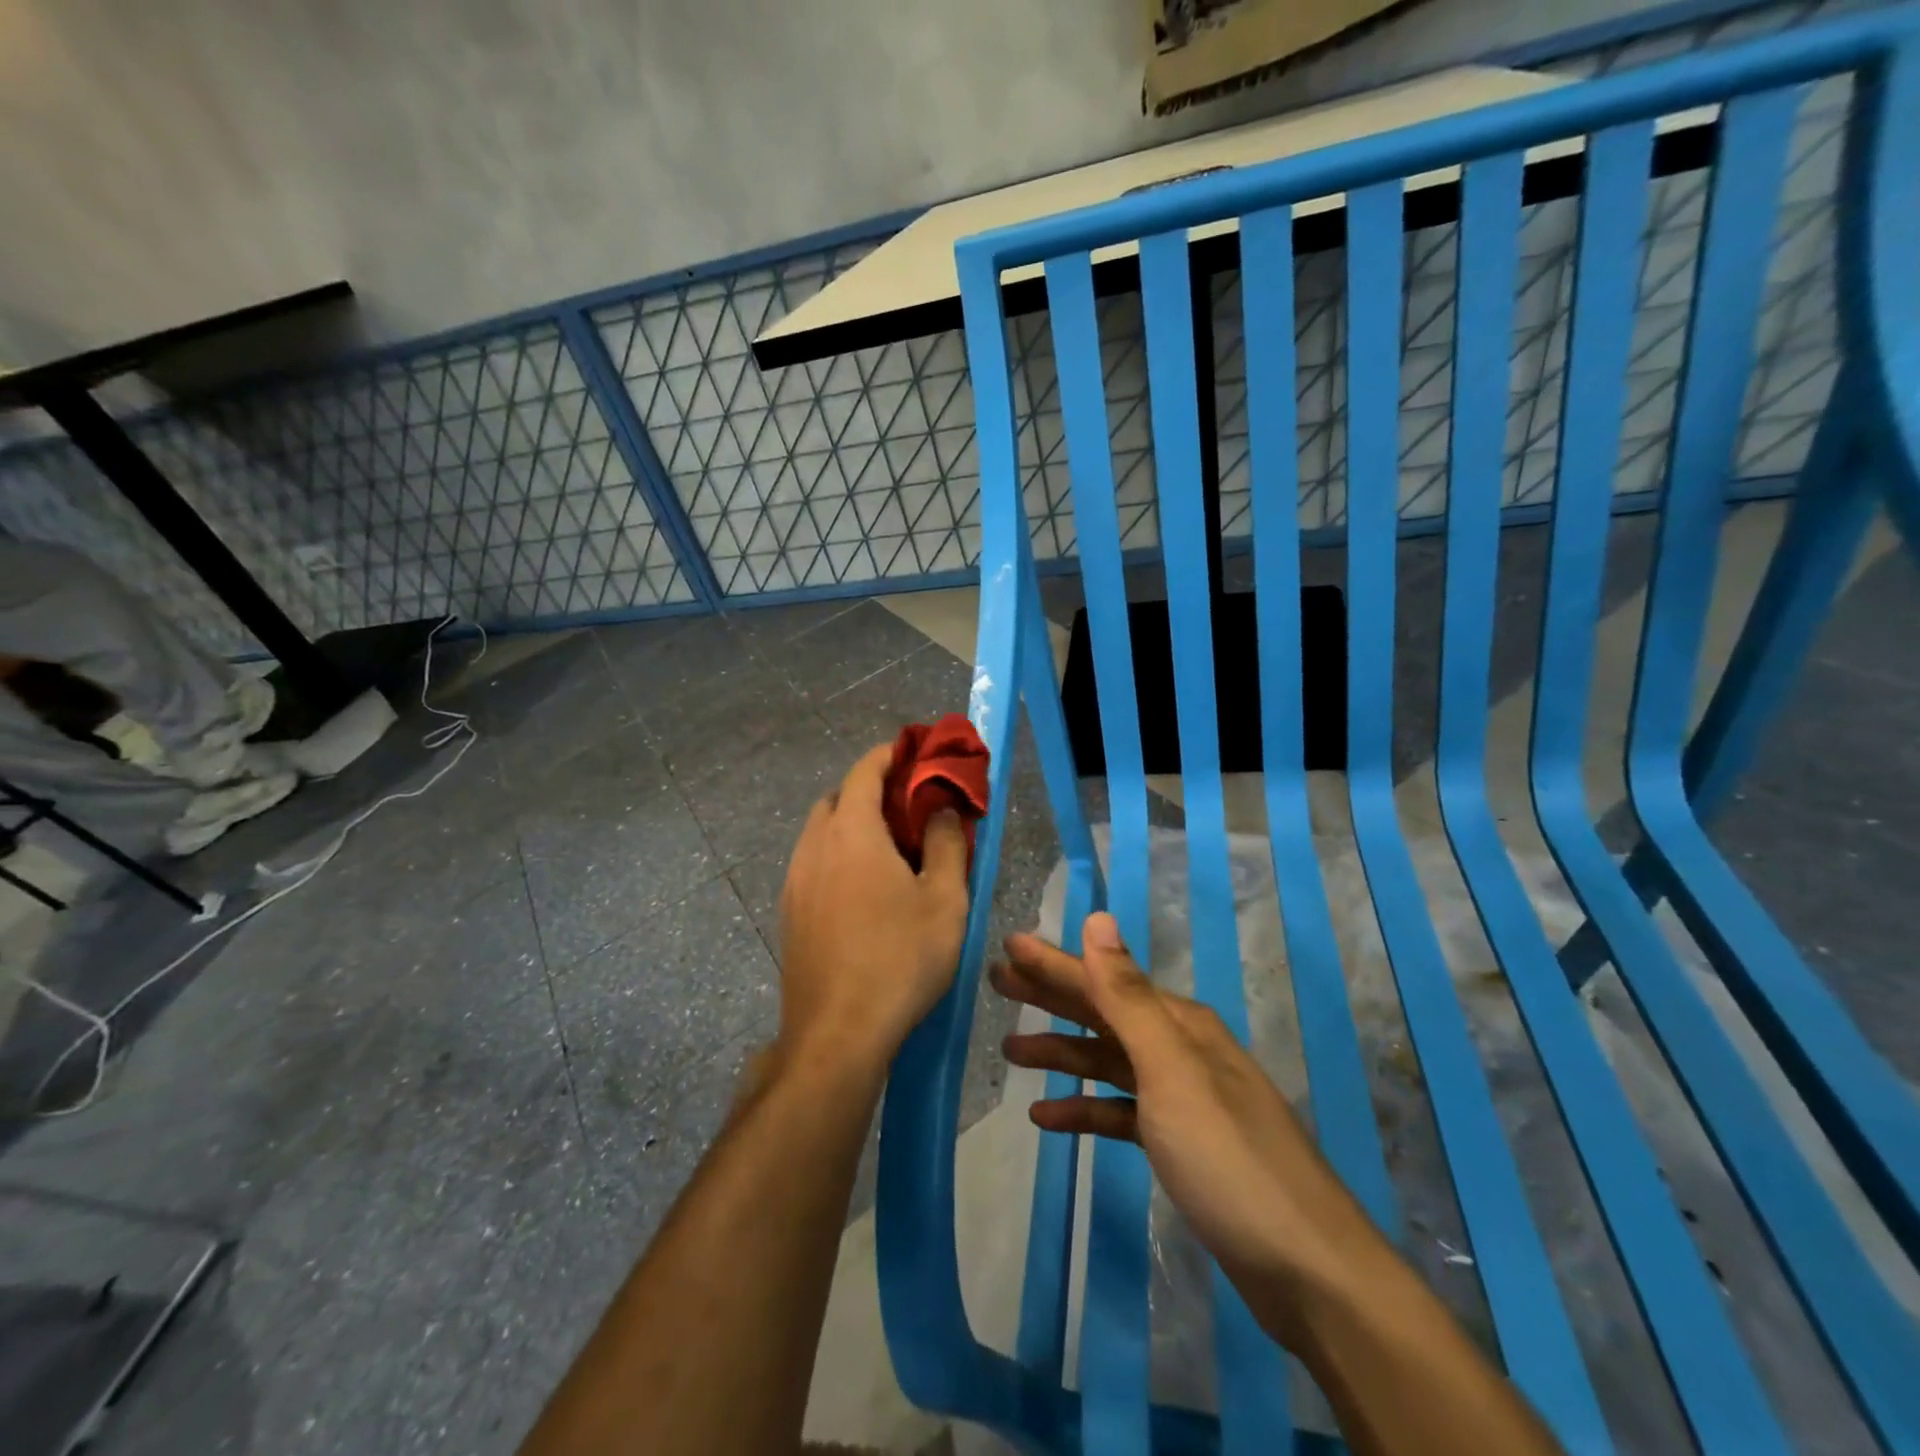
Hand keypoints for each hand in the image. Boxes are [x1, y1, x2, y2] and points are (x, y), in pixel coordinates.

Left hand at [778, 743, 970, 1068]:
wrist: (837, 1033)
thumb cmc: (900, 959)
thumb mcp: (944, 900)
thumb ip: (947, 844)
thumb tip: (942, 809)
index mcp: (852, 832)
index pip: (864, 771)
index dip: (889, 755)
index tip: (913, 752)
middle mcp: (814, 846)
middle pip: (838, 798)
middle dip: (870, 790)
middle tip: (909, 806)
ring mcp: (795, 881)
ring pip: (821, 831)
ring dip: (851, 823)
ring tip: (889, 848)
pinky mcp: (789, 912)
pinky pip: (813, 863)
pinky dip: (837, 854)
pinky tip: (863, 888)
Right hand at [995, 913, 1369, 1329]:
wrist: (1307, 1270)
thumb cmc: (1228, 1159)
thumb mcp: (1171, 1071)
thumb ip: (1128, 996)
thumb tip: (1099, 918)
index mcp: (1178, 1025)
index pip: (1103, 979)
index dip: (1054, 962)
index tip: (1009, 944)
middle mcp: (1180, 1050)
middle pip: (1103, 1014)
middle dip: (1052, 996)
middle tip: (999, 981)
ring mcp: (1182, 1099)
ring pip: (1108, 1062)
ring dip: (1062, 1053)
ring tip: (1011, 1049)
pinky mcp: (1181, 1145)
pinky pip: (1121, 1112)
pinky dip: (1085, 1110)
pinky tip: (1048, 1118)